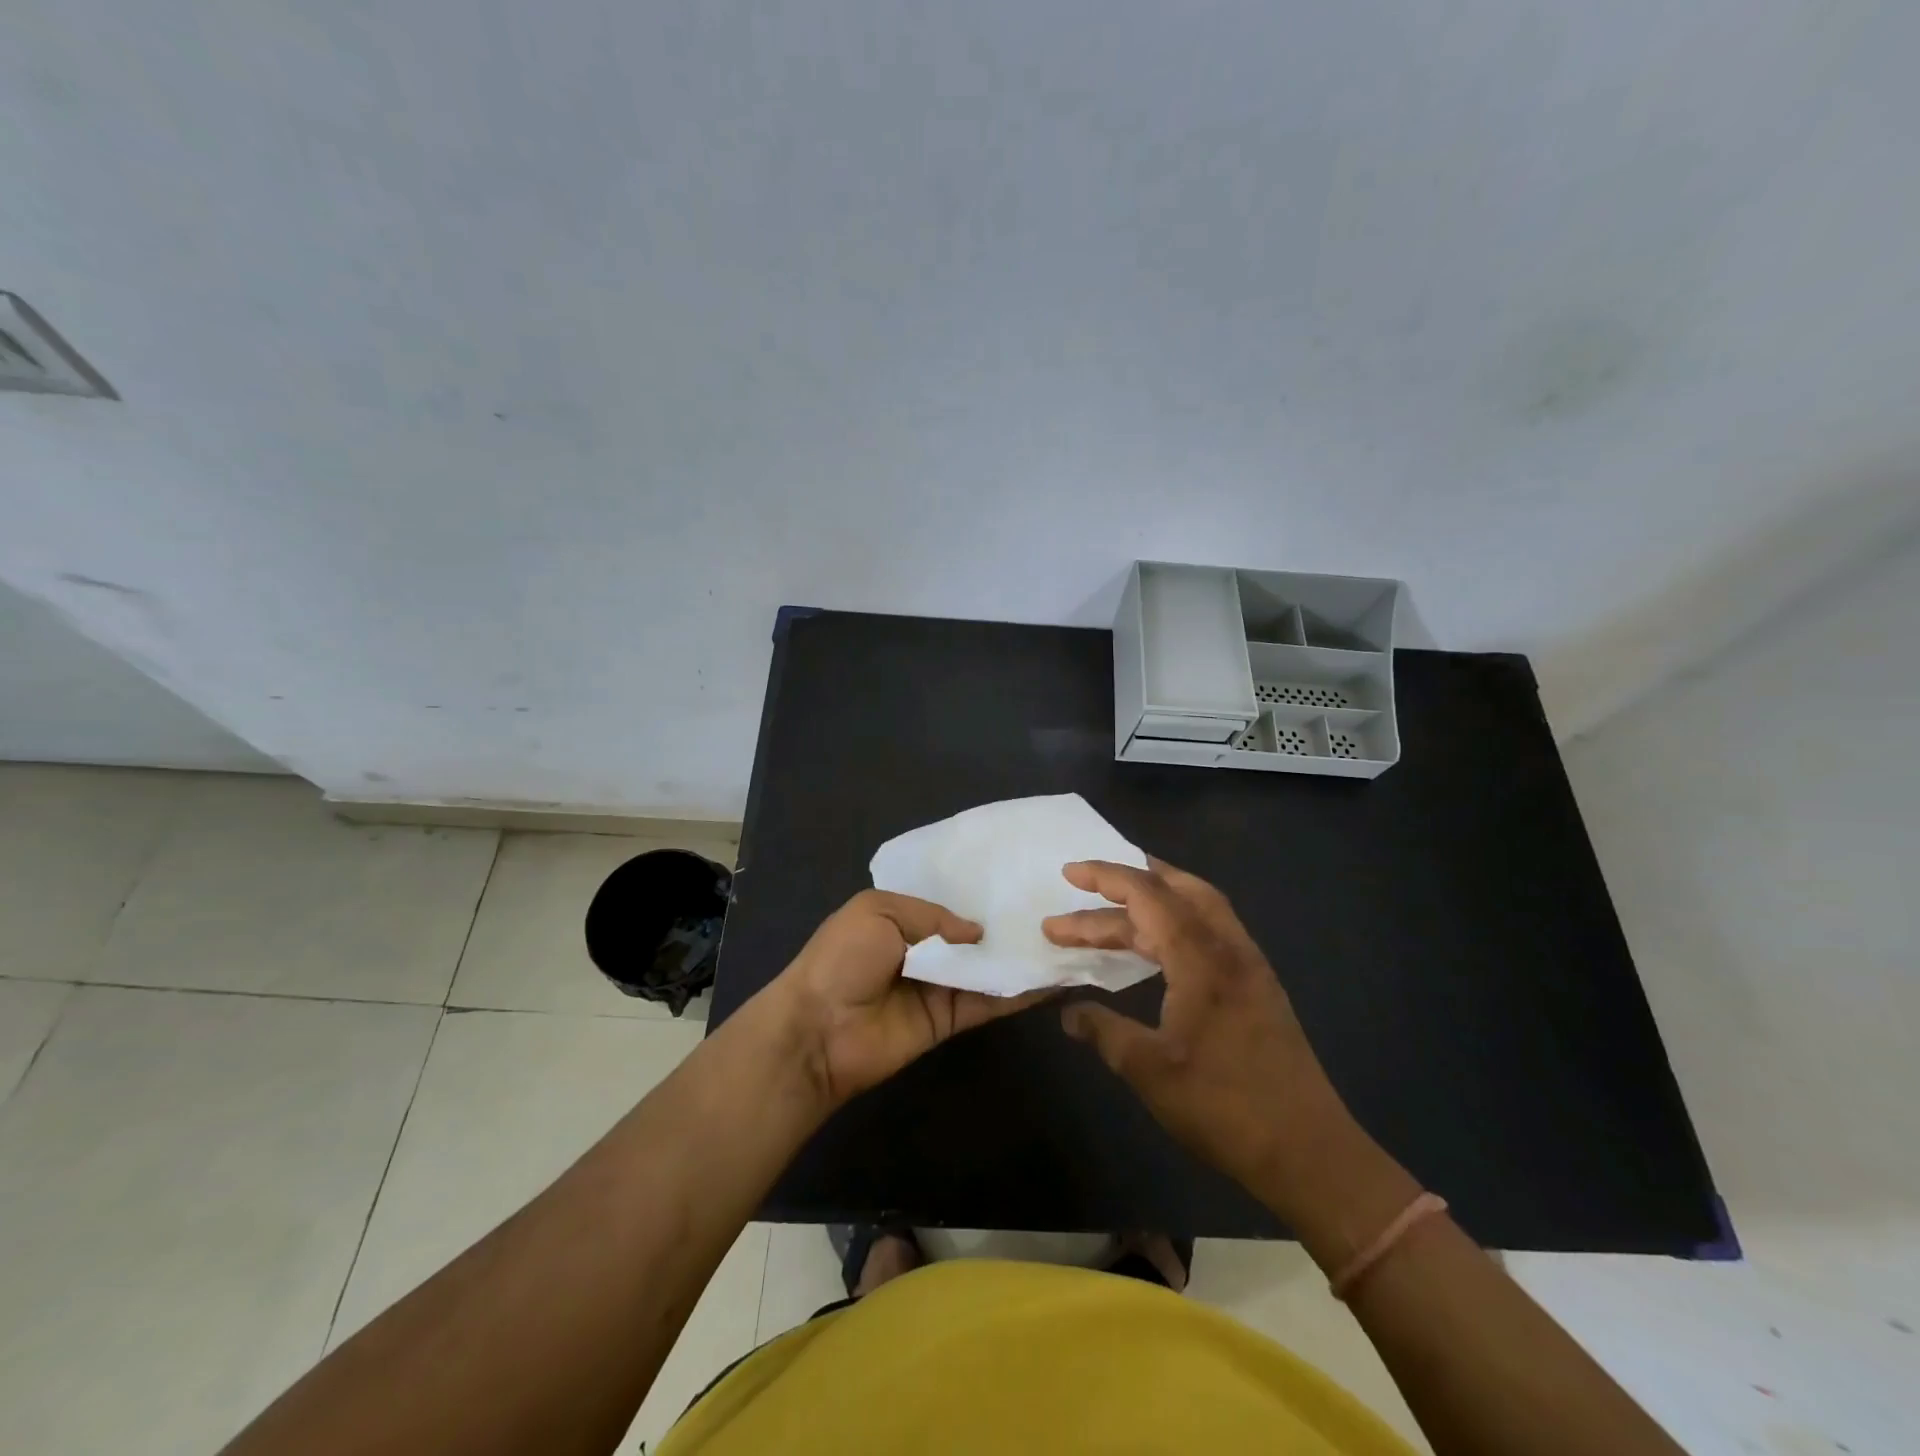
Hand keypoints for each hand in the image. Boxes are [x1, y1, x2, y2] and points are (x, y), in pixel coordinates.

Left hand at [775, 890, 1049, 1104]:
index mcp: (901, 918)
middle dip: (1007, 924)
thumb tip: (977, 931)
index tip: (1020, 881)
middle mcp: (924, 950)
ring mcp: (939, 986)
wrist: (818, 1030)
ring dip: (1020, 957)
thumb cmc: (842, 959)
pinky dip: (1018, 992)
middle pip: (974, 937)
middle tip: (1056, 907)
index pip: (948, 903)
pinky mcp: (951, 1020)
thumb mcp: (878, 911)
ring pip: (987, 968)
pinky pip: (989, 1002)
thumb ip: (932, 915)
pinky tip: (1052, 978)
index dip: (979, 895)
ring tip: (1067, 940)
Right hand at [1043, 859, 1351, 1201]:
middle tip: (1083, 886)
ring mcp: (1248, 966)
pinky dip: (1175, 922)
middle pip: (1173, 891)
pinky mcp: (1257, 986)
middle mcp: (1228, 948)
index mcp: (1201, 959)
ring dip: (1153, 899)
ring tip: (1113, 906)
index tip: (1069, 873)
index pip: (1148, 896)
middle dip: (1124, 884)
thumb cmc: (1223, 1107)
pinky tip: (1156, 946)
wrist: (1309, 1152)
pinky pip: (1210, 930)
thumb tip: (1068, 1013)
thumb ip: (1104, 1032)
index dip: (1105, 878)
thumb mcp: (1149, 1071)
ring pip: (1196, 907)